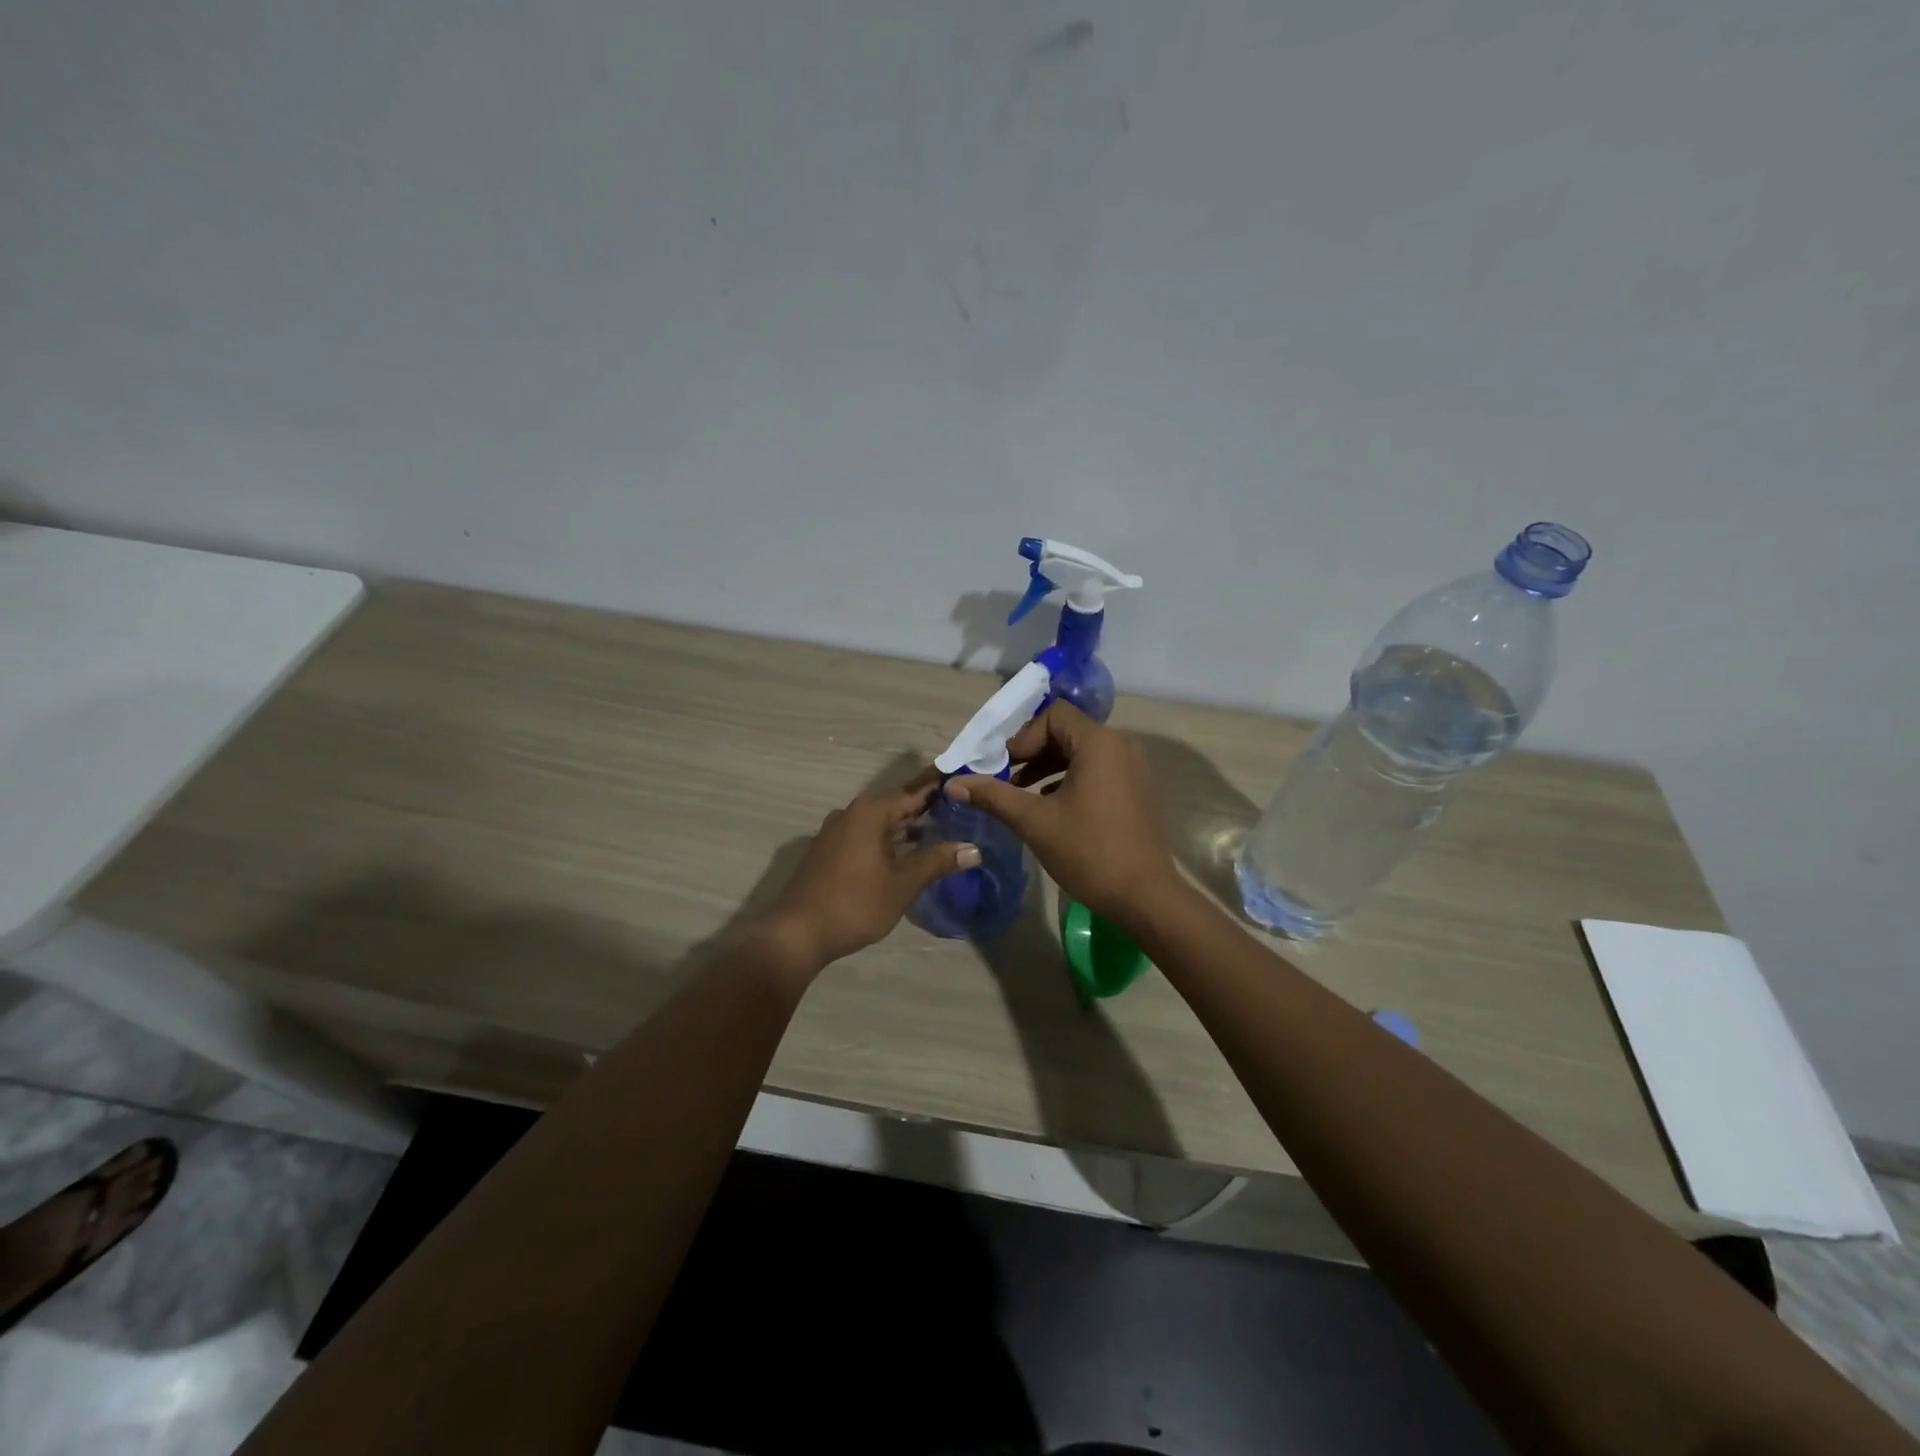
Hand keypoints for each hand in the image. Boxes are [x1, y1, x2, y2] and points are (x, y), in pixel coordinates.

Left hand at [761, 784, 979, 974]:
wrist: (798, 932)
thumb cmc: (855, 903)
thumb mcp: (903, 883)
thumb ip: (937, 861)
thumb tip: (974, 849)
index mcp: (871, 812)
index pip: (914, 791)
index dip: (940, 788)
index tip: (965, 783)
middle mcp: (852, 813)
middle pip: (896, 804)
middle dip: (926, 809)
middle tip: (962, 811)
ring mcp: (836, 832)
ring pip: (880, 822)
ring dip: (907, 827)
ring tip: (941, 833)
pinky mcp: (829, 851)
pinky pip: (866, 836)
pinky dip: (889, 839)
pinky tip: (906, 854)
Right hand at [944, 701, 1177, 924]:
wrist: (1145, 896)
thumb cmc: (1088, 852)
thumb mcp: (1034, 821)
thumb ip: (993, 796)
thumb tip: (953, 783)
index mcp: (1099, 743)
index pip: (1054, 715)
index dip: (1024, 736)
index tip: (1004, 767)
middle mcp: (1121, 746)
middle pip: (1067, 731)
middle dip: (1032, 752)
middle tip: (1006, 780)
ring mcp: (1134, 768)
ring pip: (1082, 753)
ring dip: (1049, 767)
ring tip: (1022, 796)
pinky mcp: (1138, 790)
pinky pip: (1099, 770)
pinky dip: (1071, 780)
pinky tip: (1052, 808)